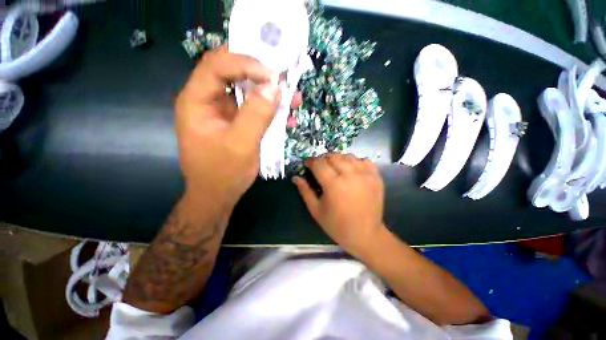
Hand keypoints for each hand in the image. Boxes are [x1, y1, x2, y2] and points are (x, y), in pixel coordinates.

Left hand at [175, 45, 280, 213]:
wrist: (218, 195)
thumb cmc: (223, 173)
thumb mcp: (241, 145)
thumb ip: (256, 115)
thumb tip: (274, 87)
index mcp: (197, 101)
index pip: (217, 65)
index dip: (246, 63)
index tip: (274, 76)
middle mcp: (208, 101)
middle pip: (231, 72)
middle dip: (259, 72)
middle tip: (284, 77)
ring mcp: (223, 112)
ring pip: (246, 90)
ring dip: (269, 92)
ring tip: (292, 97)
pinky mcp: (235, 122)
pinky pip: (253, 108)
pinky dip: (270, 109)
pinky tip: (286, 116)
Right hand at [293, 154, 386, 256]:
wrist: (365, 235)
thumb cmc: (337, 225)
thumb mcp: (316, 210)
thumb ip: (305, 191)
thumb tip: (296, 178)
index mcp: (333, 184)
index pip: (319, 163)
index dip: (310, 161)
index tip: (307, 164)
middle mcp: (350, 175)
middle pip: (333, 156)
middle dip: (323, 159)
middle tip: (320, 168)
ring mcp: (365, 175)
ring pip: (348, 156)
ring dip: (338, 159)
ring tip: (335, 168)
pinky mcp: (376, 177)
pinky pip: (364, 160)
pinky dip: (355, 162)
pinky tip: (352, 170)